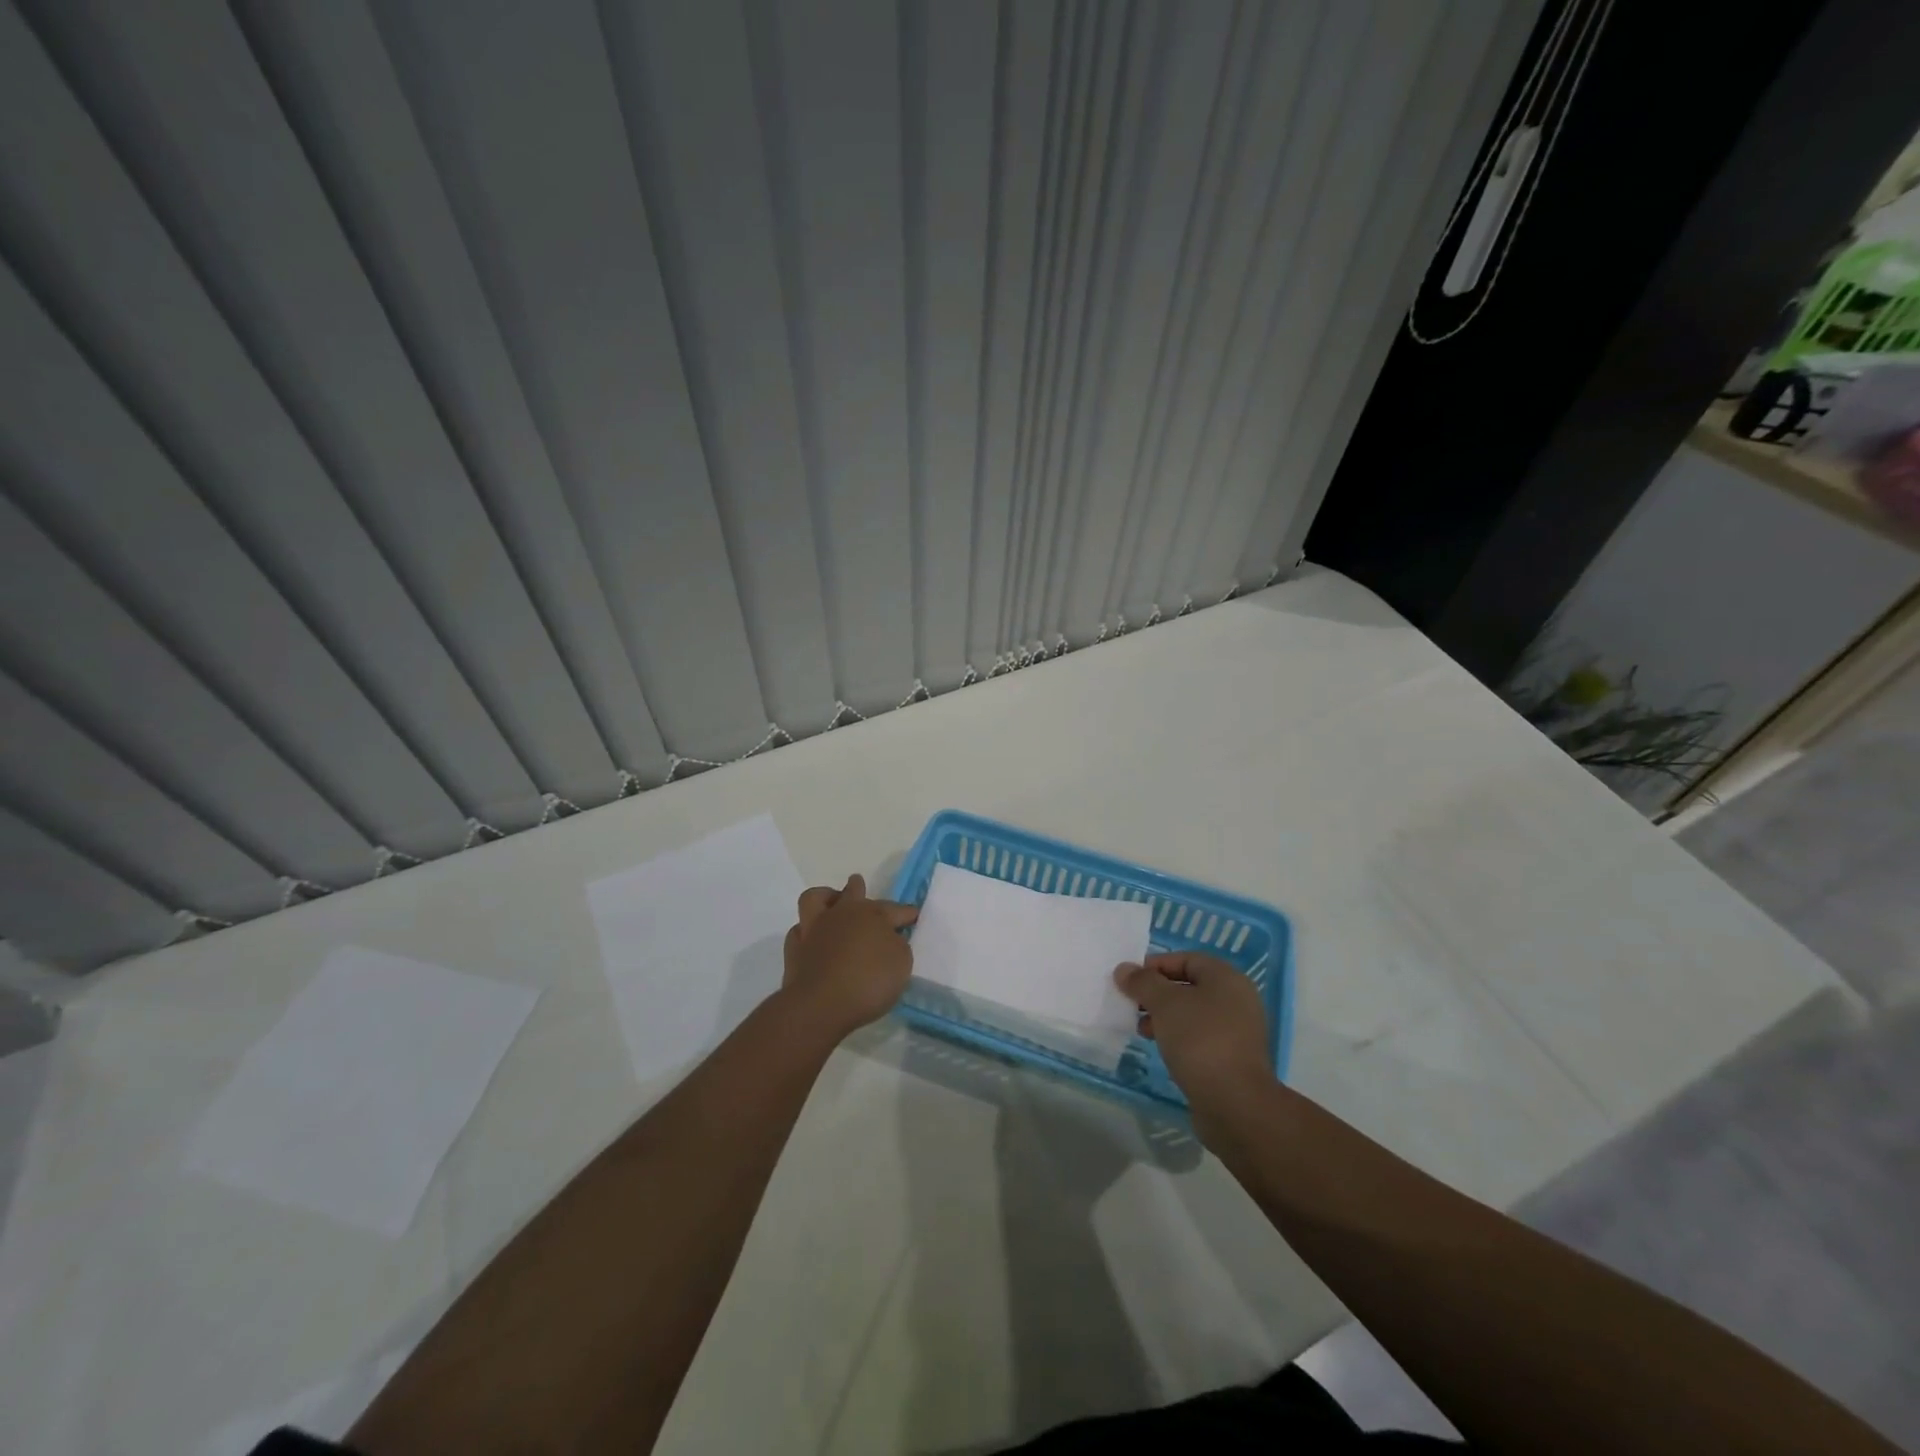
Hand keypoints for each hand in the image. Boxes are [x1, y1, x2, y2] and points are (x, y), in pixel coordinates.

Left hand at [780, 874, 917, 1040]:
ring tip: (831, 903)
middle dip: (858, 889)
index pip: (895, 909)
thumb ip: (897, 946)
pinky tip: (813, 939)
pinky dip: (807, 931)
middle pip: (852, 893)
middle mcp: (842, 914)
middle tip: (859, 886)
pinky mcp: (794, 948)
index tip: (914, 915)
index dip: (906, 913)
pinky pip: (800, 930)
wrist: (820, 1004)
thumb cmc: (868, 982)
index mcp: (872, 915)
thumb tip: (888, 939)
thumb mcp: (900, 964)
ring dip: (826, 898)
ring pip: (816, 899)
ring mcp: (815, 928)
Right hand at [1114, 953, 1273, 1111]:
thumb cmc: (1200, 1040)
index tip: (1130, 980)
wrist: (1235, 1103)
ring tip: (1142, 1029)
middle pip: (1189, 986)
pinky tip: (1160, 1048)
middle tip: (1132, 1005)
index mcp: (1227, 978)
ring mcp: (1238, 1031)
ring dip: (1165, 1017)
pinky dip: (1178, 1037)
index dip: (1156, 965)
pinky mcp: (1232, 1058)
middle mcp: (1237, 1000)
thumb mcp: (1165, 1004)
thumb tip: (1124, 969)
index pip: (1186, 959)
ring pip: (1193, 1014)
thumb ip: (1142, 982)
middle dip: (1157, 993)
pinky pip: (1200, 1037)